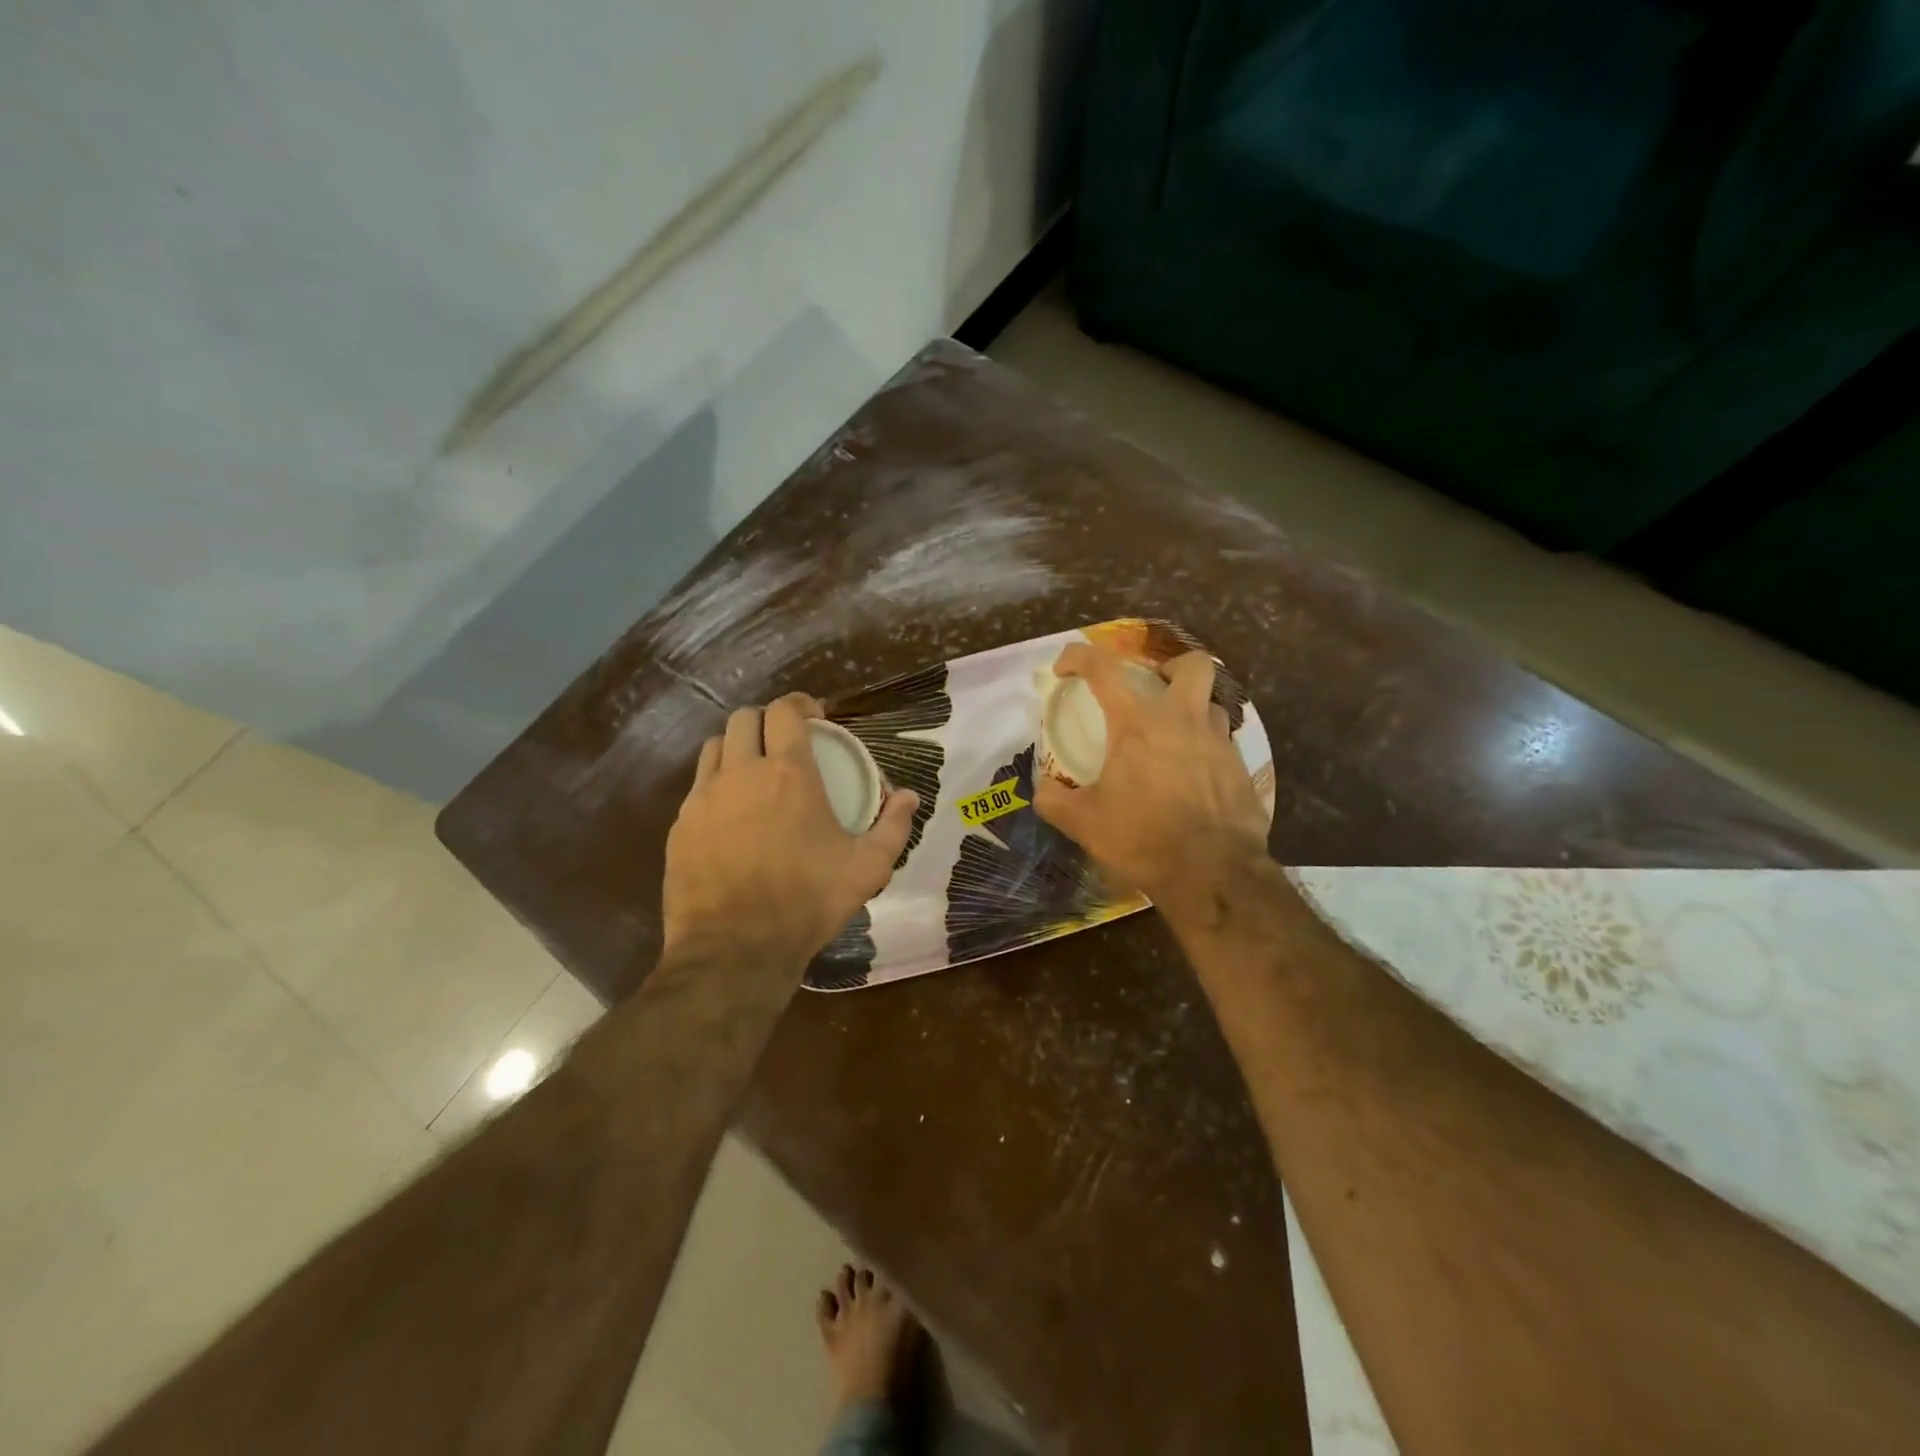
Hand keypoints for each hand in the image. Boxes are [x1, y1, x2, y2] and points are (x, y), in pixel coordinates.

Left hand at [663, 694, 918, 966]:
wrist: (736, 948)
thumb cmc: (808, 901)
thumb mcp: (867, 868)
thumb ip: (894, 826)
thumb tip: (910, 796)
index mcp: (789, 773)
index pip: (785, 710)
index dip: (800, 704)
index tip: (815, 717)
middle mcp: (742, 773)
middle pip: (745, 718)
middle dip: (767, 721)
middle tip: (785, 743)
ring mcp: (704, 797)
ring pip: (715, 747)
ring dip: (738, 747)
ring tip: (754, 772)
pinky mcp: (680, 825)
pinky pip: (697, 786)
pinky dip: (716, 785)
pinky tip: (731, 815)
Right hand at [1034, 644, 1269, 918]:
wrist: (1213, 874)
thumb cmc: (1143, 839)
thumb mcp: (1083, 823)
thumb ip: (1054, 800)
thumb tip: (1043, 789)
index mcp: (1138, 723)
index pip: (1104, 669)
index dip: (1078, 657)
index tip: (1065, 668)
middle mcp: (1183, 720)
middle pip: (1190, 665)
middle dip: (1169, 667)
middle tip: (1151, 690)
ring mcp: (1218, 742)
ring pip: (1211, 703)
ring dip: (1191, 710)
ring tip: (1172, 738)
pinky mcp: (1241, 768)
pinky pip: (1223, 742)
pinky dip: (1205, 747)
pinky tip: (1192, 777)